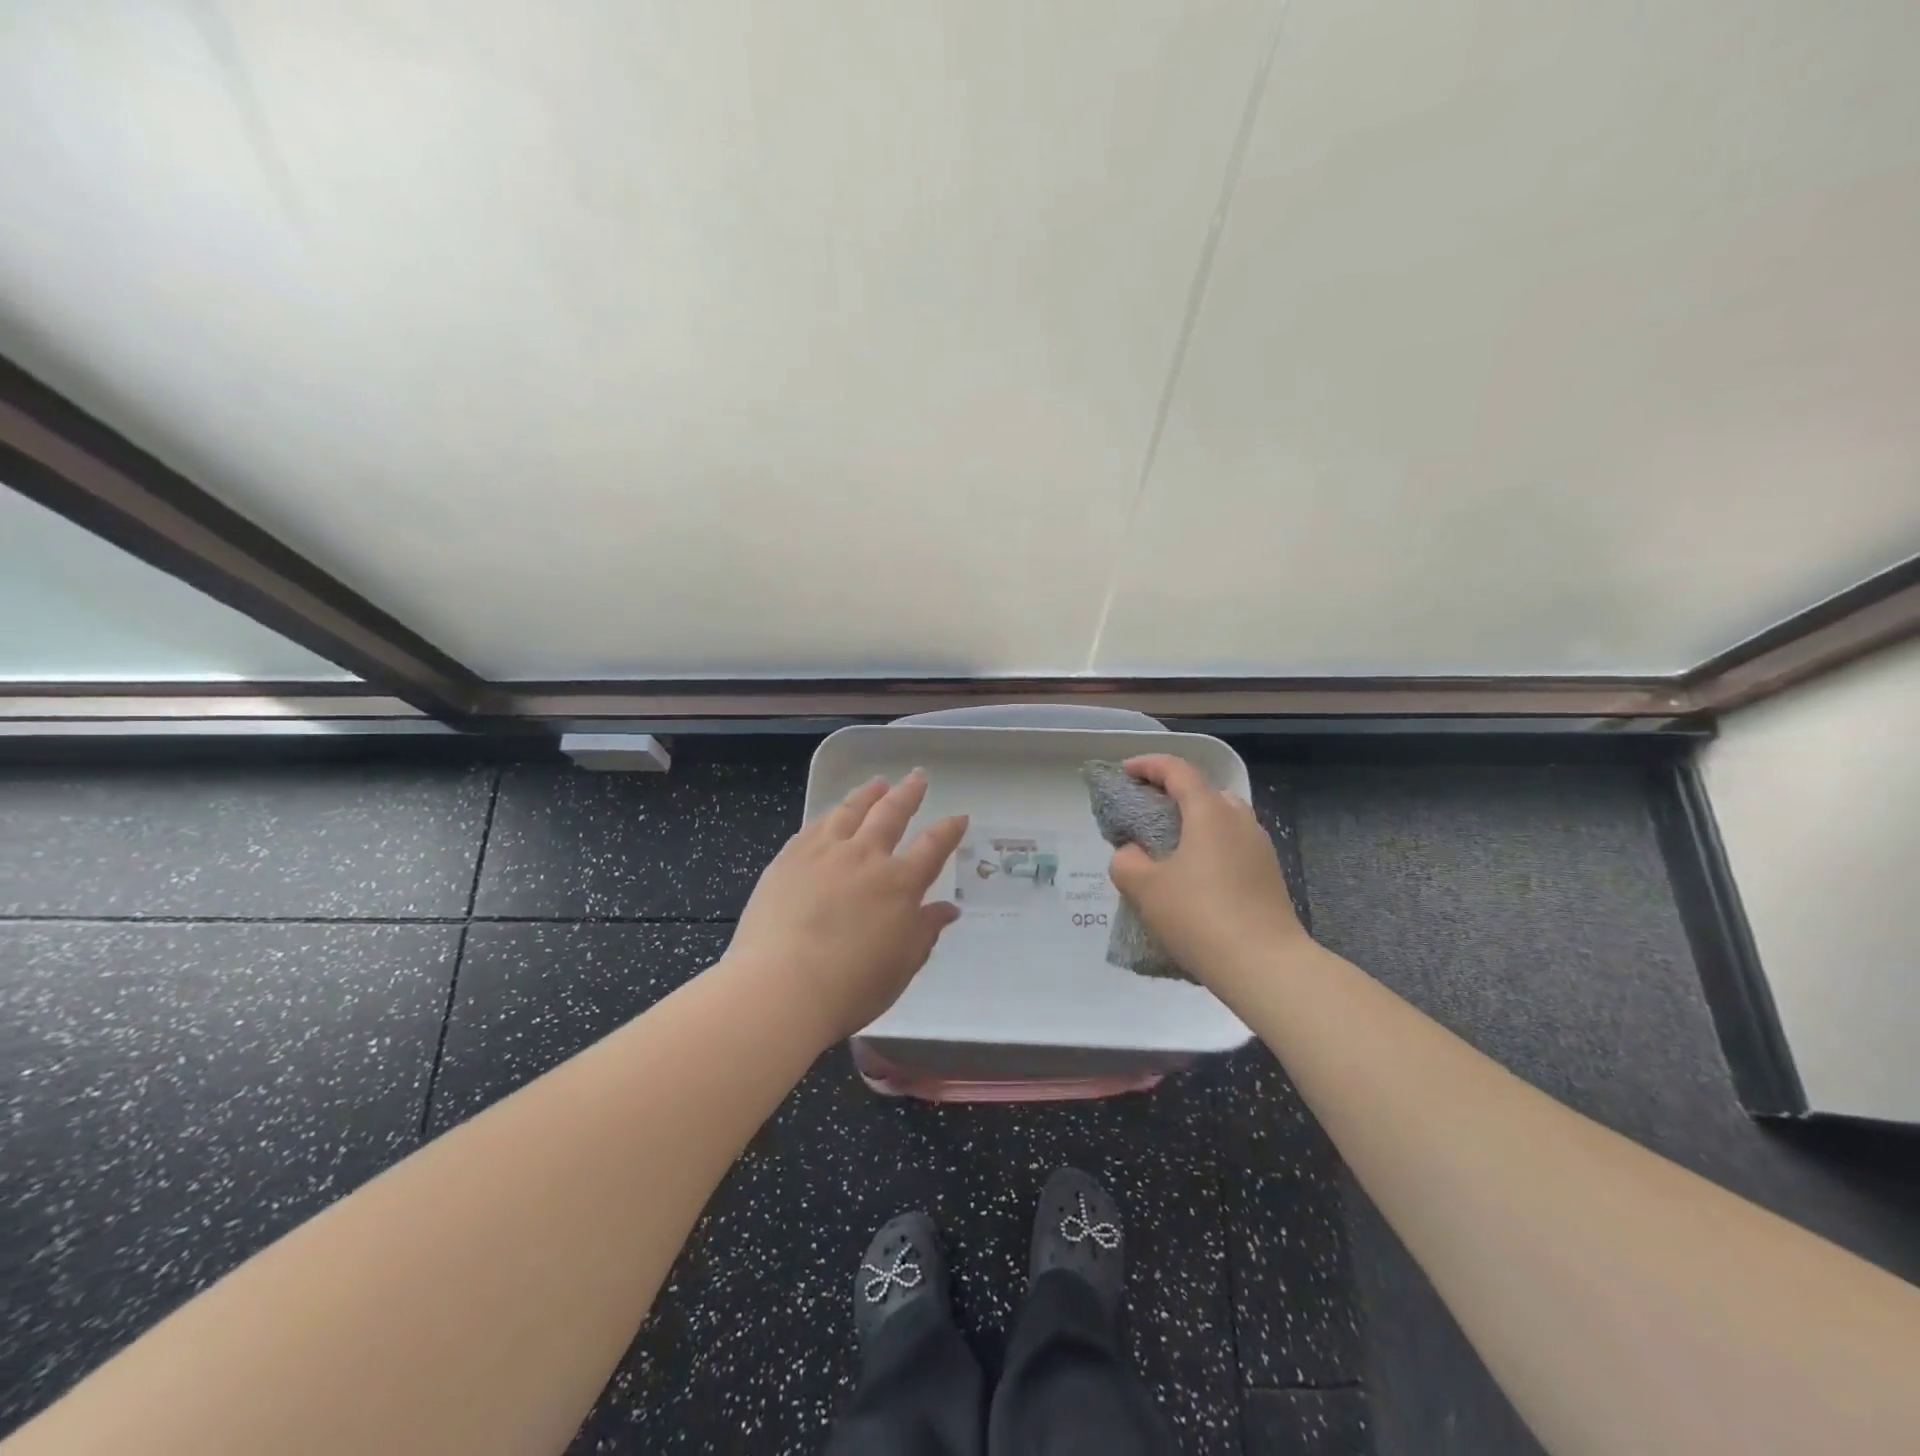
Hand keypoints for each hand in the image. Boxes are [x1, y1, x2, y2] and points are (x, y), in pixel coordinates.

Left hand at [725, 770, 968, 1045]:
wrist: (781, 987)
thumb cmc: (851, 986)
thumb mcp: (902, 965)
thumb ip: (925, 931)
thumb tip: (947, 909)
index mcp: (899, 884)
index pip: (932, 847)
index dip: (949, 830)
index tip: (959, 817)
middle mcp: (865, 857)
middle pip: (891, 813)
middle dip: (908, 793)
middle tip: (918, 777)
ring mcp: (824, 853)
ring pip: (850, 811)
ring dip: (868, 794)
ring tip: (877, 783)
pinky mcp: (789, 859)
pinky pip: (814, 826)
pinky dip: (829, 815)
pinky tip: (831, 813)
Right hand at [1107, 755, 1308, 988]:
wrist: (1266, 967)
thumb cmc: (1200, 917)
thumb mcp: (1145, 888)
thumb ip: (1126, 861)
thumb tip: (1132, 853)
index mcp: (1210, 811)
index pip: (1177, 770)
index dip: (1147, 765)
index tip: (1124, 773)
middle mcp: (1239, 820)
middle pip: (1203, 791)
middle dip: (1171, 794)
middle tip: (1144, 812)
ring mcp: (1260, 847)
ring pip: (1221, 820)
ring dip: (1192, 823)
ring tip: (1166, 848)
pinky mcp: (1269, 875)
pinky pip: (1232, 846)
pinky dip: (1208, 847)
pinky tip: (1193, 878)